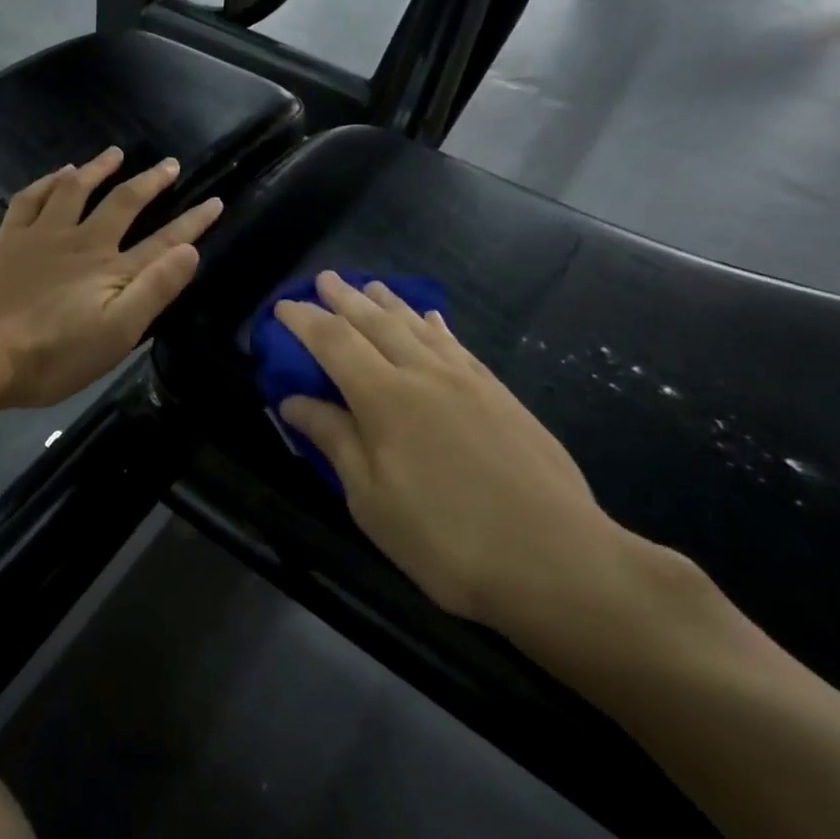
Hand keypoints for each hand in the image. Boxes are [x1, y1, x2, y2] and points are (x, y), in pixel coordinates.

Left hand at [0, 147, 222, 409]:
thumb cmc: (55, 356)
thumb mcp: (118, 334)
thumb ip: (155, 290)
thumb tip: (190, 251)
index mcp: (112, 269)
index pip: (164, 241)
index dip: (192, 222)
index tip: (215, 201)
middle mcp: (82, 242)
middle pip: (123, 203)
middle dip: (150, 182)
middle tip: (170, 164)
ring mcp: (42, 237)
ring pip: (74, 190)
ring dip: (97, 169)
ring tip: (114, 153)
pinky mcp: (10, 242)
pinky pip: (29, 199)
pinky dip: (45, 183)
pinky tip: (54, 175)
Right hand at [274, 272, 661, 673]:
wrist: (556, 559)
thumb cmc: (447, 540)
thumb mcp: (372, 501)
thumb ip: (334, 441)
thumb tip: (292, 401)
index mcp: (384, 398)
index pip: (333, 342)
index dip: (304, 320)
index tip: (283, 306)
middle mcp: (423, 374)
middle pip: (376, 323)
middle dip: (344, 298)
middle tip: (323, 279)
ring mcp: (467, 380)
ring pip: (418, 327)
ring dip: (388, 303)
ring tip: (370, 286)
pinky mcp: (499, 394)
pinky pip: (457, 345)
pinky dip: (435, 326)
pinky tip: (431, 320)